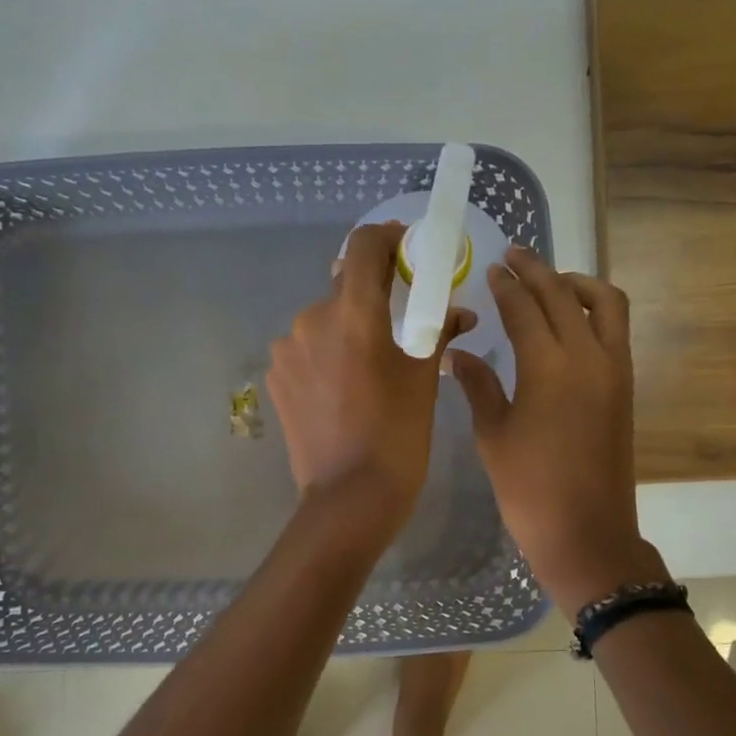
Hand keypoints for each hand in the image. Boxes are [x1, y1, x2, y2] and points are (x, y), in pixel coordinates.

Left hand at [268, 222, 472, 529]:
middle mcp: (311, 319)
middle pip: (344, 287)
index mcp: (353, 313)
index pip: (364, 246)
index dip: (387, 238)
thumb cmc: (398, 435)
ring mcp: (287, 350)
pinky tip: (342, 388)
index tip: (406, 251)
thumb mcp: (424, 380)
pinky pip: (305, 350)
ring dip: (346, 329)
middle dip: (372, 297)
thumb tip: (459, 311)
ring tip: (368, 368)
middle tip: (398, 324)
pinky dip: (326, 355)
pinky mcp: (276, 377)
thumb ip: (437, 331)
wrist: (349, 498)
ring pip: (323, 321)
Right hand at [449, 247, 660, 615]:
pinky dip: (595, 310)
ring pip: (605, 304)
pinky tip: (570, 319)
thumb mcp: (493, 435)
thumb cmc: (528, 488)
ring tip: (549, 282)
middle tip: (514, 257)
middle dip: (537, 271)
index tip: (491, 270)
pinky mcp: (625, 386)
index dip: (506, 286)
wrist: (587, 532)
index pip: (525, 308)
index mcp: (548, 367)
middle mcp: (588, 356)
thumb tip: (458, 353)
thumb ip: (478, 385)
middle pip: (564, 295)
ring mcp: (614, 370)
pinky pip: (616, 329)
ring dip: (576, 284)